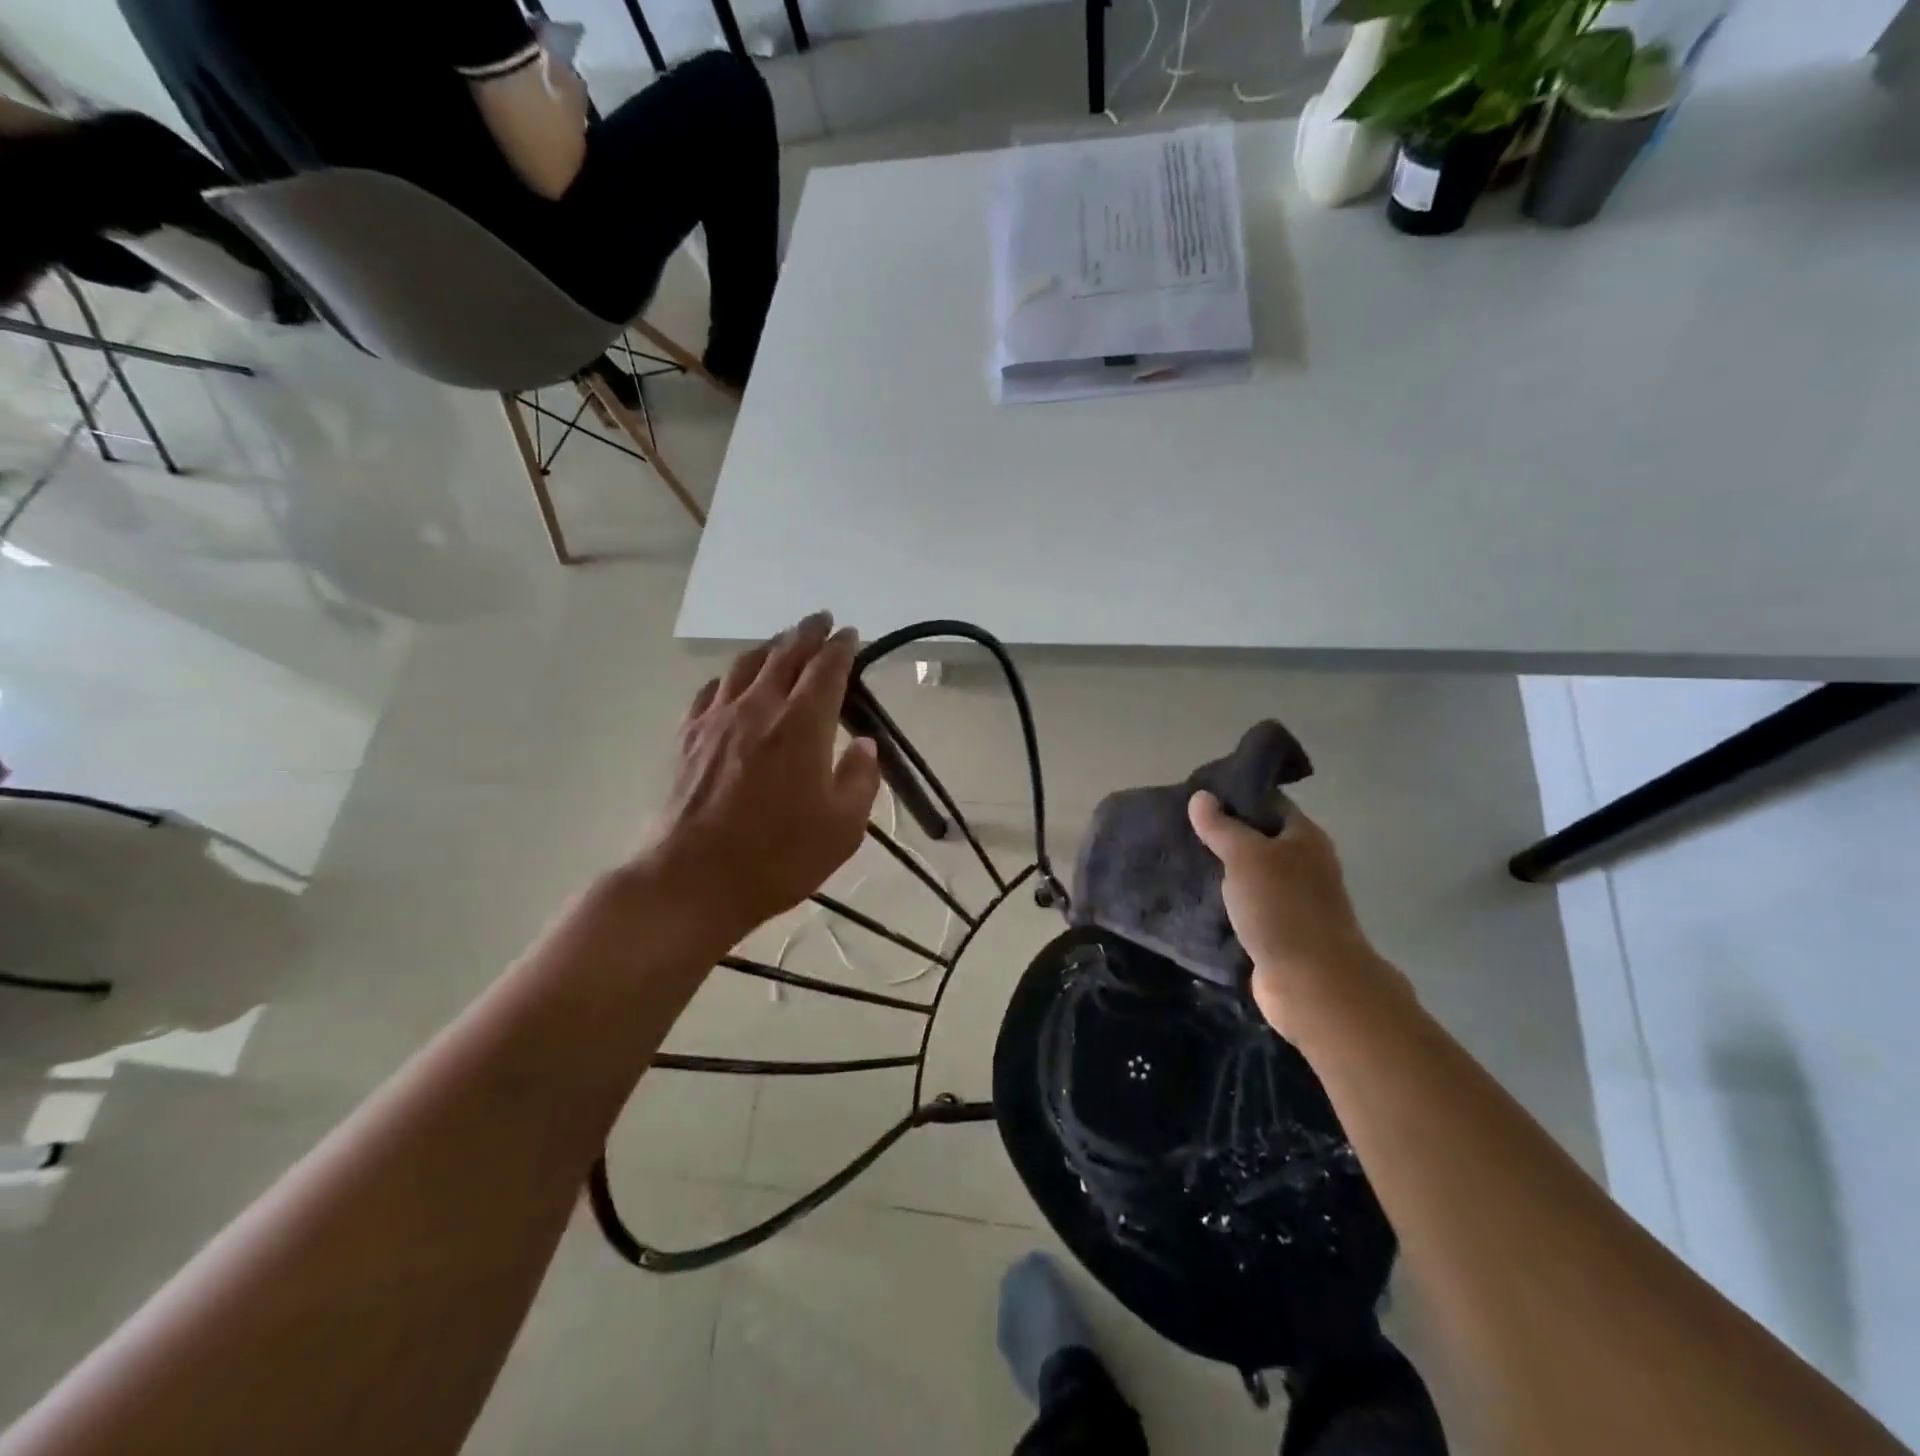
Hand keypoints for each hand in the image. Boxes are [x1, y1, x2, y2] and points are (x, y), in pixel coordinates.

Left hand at [633, 613, 880, 947]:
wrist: (691, 880)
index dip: (841, 648)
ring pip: (745, 665)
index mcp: (802, 726)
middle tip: (821, 619)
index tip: (850, 634)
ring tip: (782, 641)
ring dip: (769, 647)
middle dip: (806, 633)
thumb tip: (862, 744)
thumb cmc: (777, 858)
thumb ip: (860, 779)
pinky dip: (731, 676)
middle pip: (785, 655)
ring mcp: (717, 720)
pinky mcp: (687, 738)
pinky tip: (734, 681)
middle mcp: (759, 709)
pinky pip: (712, 690)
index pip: (826, 670)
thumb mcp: (842, 828)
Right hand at [1187, 792, 1404, 1035]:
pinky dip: (1224, 903)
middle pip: (1259, 839)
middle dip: (1222, 835)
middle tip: (1179, 829)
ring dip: (1221, 871)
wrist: (1311, 982)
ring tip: (1180, 860)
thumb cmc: (1282, 907)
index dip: (1234, 797)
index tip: (1196, 797)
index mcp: (1304, 837)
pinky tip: (1194, 898)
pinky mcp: (1278, 932)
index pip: (1268, 803)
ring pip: (1250, 875)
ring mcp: (1292, 901)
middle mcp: (1303, 864)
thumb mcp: (1246, 855)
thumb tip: (1201, 796)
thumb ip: (1222, 826)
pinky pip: (1246, 907)